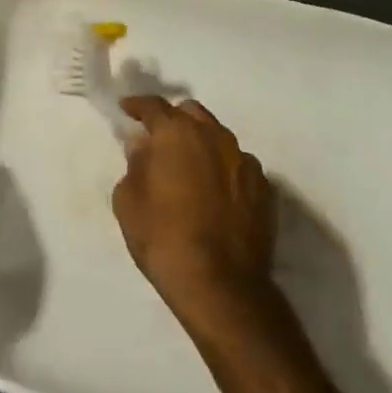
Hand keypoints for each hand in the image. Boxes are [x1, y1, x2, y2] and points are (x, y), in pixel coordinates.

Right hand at [113, 96, 276, 330]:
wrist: (222, 286)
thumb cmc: (164, 239)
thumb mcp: (129, 201)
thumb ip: (135, 164)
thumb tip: (143, 146)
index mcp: (177, 133)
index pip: (154, 106)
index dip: (138, 105)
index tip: (127, 109)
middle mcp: (214, 136)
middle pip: (191, 112)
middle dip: (173, 119)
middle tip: (159, 141)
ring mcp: (244, 160)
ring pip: (218, 136)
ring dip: (201, 143)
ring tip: (189, 168)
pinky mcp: (264, 188)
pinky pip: (238, 164)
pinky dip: (223, 169)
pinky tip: (215, 192)